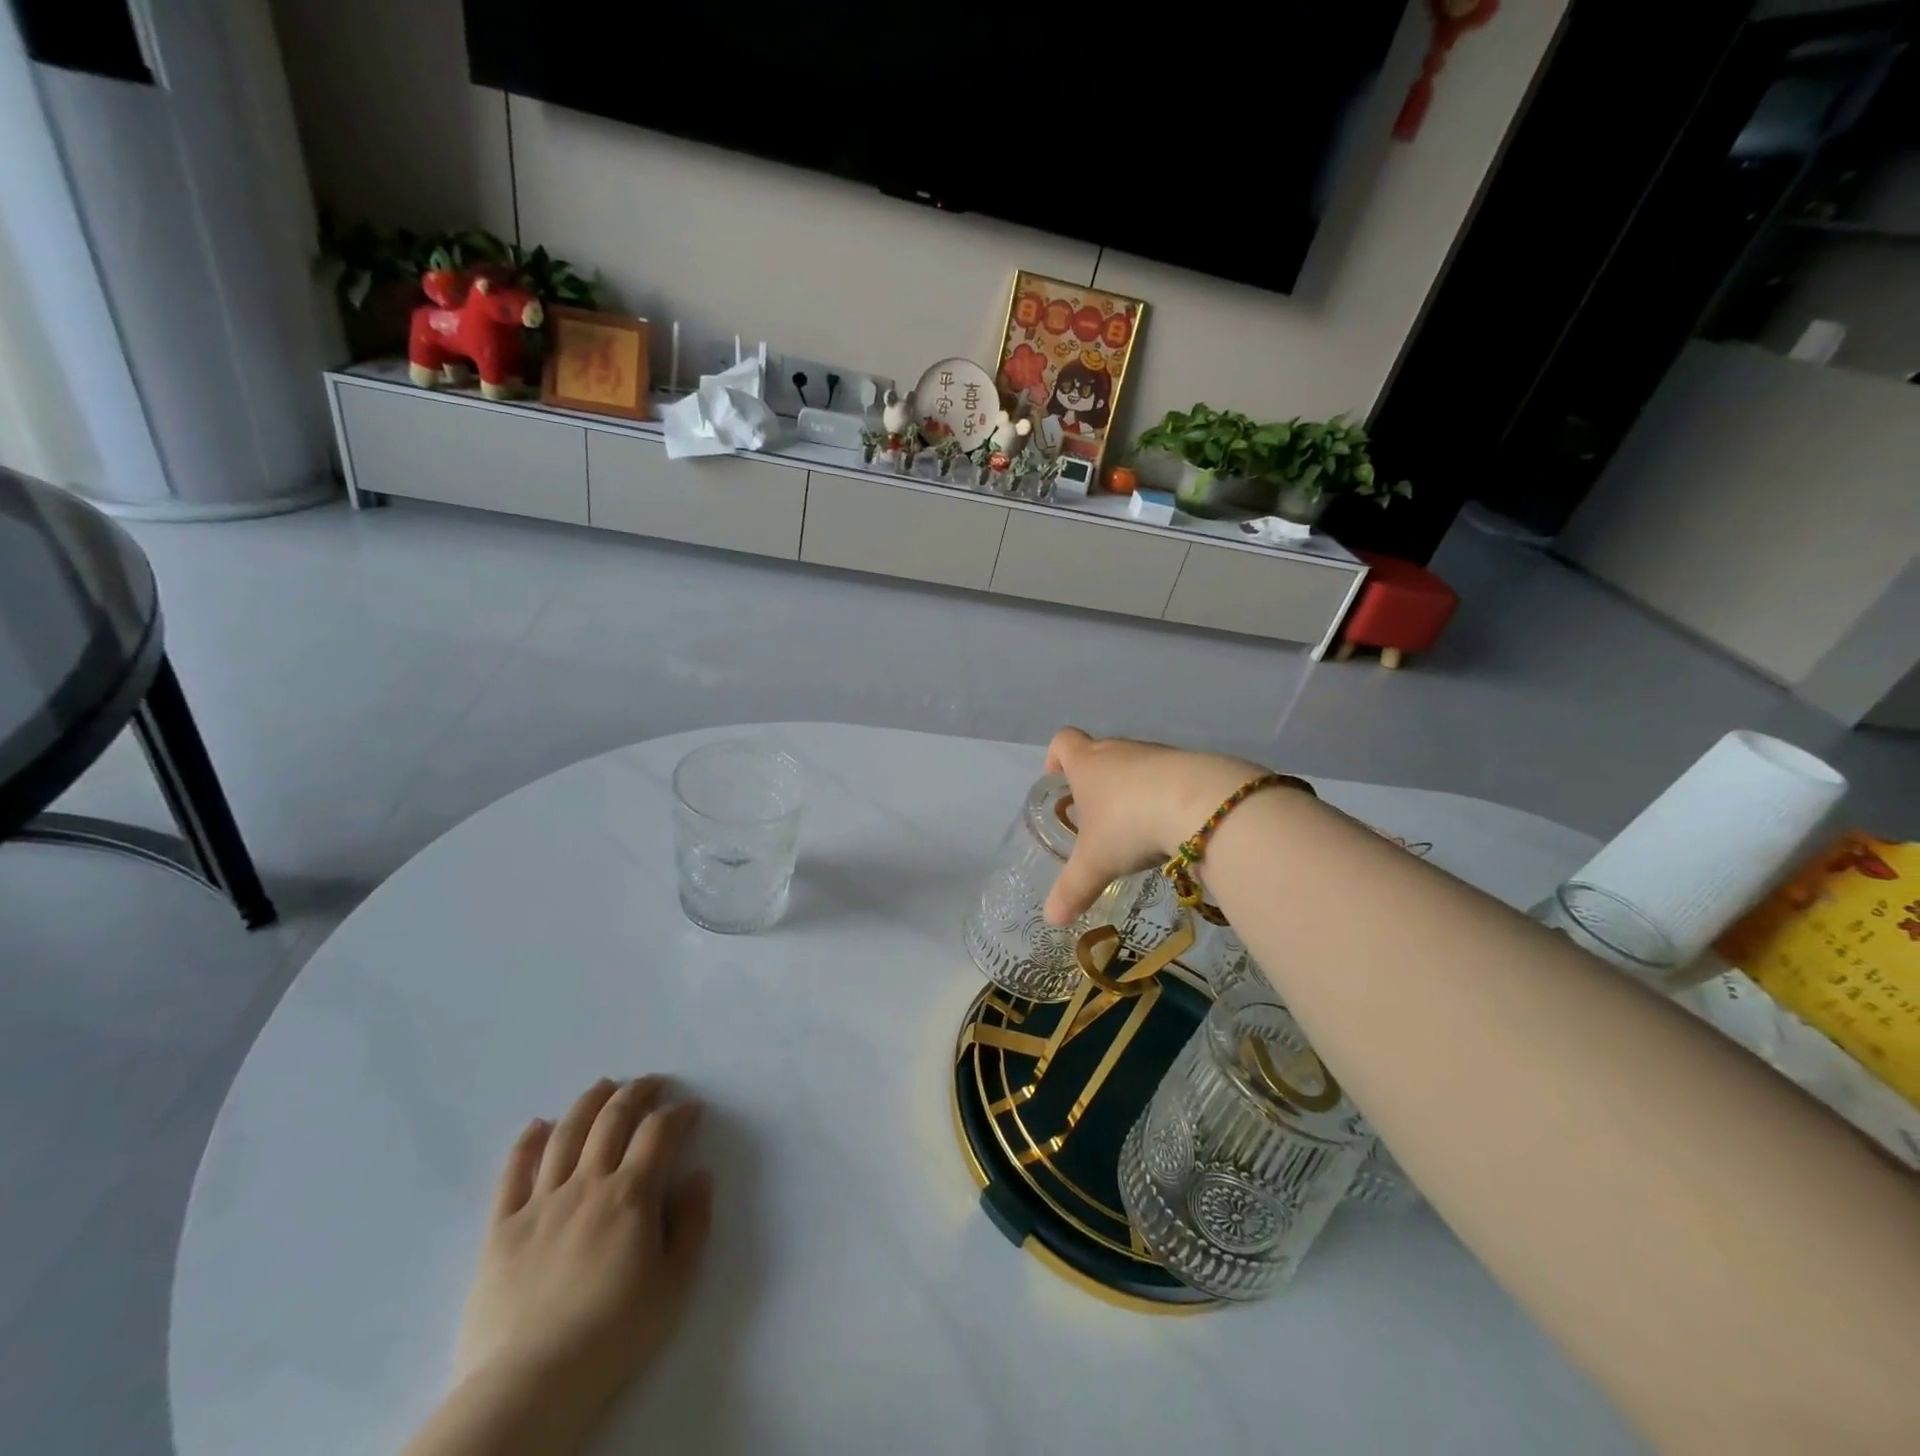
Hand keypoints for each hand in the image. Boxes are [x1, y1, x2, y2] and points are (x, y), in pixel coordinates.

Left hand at [454, 1078, 712, 1412]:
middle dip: (636, 1093)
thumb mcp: (675, 1283)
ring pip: (565, 1134)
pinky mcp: (501, 1228)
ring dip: (588, 1103)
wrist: (531, 1385)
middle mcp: (587, 1184)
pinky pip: (513, 1173)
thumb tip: (699, 1176)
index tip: (691, 1109)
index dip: (678, 1113)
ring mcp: (541, 1202)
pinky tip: (538, 1125)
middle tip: (651, 1083)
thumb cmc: (613, 1335)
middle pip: (612, 1120)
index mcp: (631, 1195)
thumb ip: (692, 1223)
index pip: (659, 1132)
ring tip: (602, 1086)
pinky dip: (527, 1142)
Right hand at [1042, 728, 1263, 925]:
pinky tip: (1171, 825)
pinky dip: (1165, 795)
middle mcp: (1120, 751)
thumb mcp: (1096, 863)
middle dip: (1096, 780)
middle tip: (1096, 815)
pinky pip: (1169, 776)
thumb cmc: (1130, 825)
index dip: (1056, 757)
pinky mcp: (1192, 764)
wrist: (1203, 804)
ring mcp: (1158, 755)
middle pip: (1100, 753)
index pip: (1063, 742)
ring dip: (1132, 788)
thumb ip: (1073, 889)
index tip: (1057, 778)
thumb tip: (1051, 918)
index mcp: (1088, 764)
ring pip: (1136, 765)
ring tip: (1136, 826)